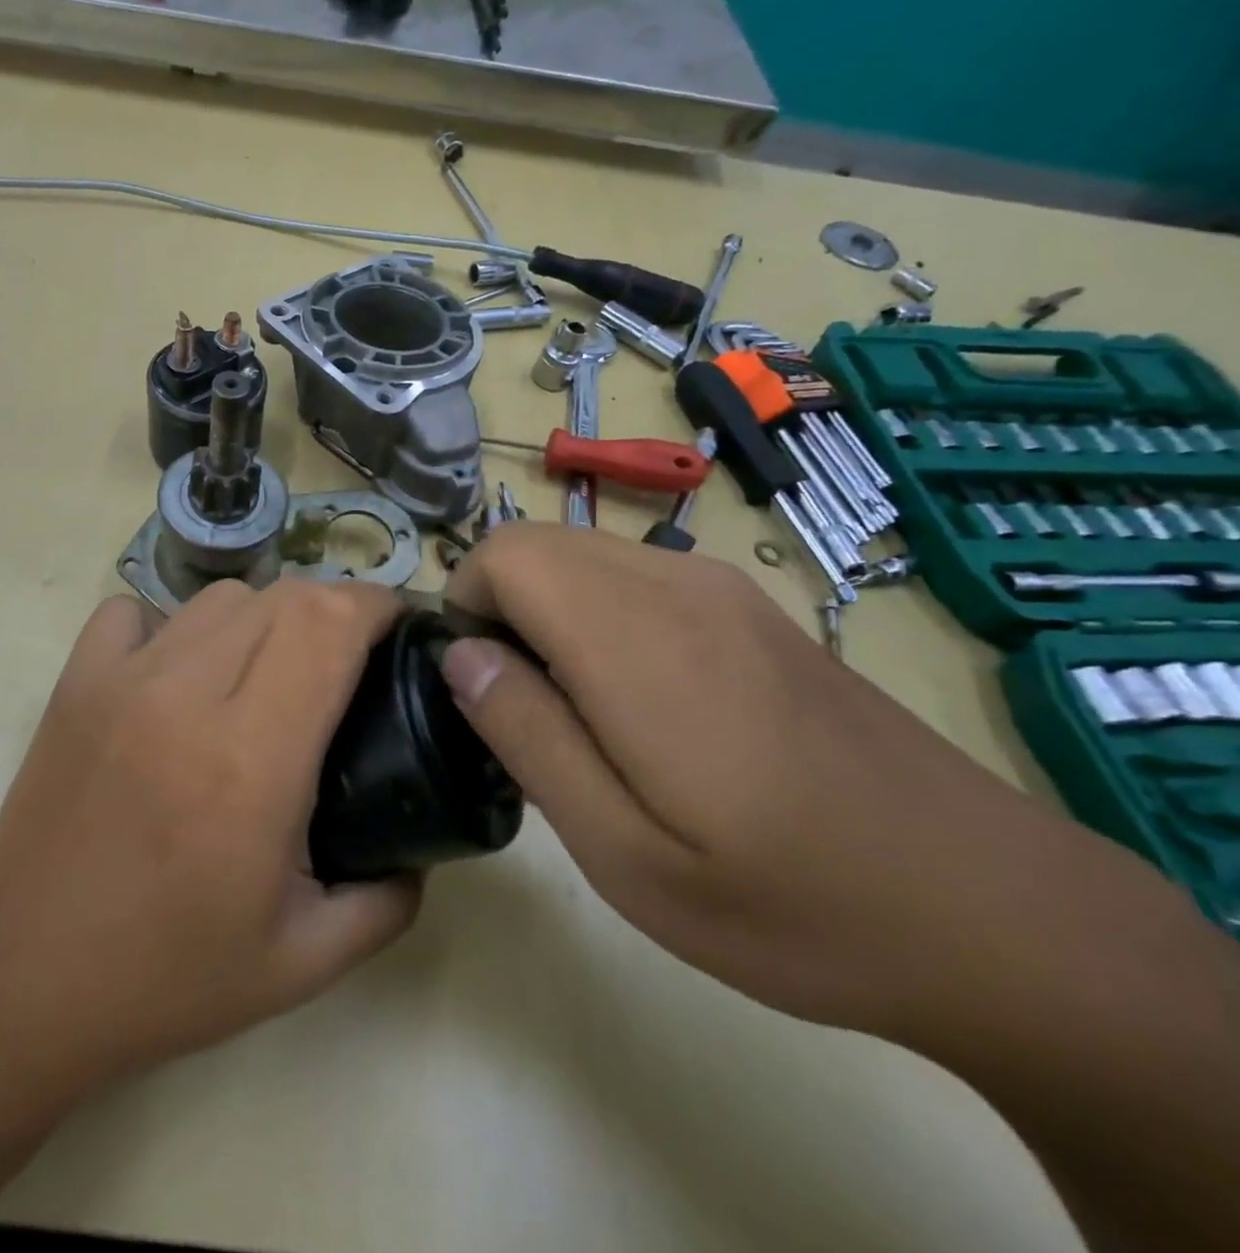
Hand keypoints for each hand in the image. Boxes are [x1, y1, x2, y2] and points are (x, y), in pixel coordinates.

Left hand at [0, 580, 420, 1091]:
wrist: (23, 980)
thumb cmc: (167, 976)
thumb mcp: (303, 961)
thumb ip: (386, 903)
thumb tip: (420, 851)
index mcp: (252, 761)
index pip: (329, 626)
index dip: (378, 606)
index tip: (401, 627)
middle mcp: (188, 699)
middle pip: (284, 598)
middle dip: (336, 609)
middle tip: (349, 659)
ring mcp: (122, 681)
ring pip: (219, 598)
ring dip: (264, 617)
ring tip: (270, 669)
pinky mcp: (75, 683)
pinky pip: (136, 612)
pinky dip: (174, 625)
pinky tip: (180, 673)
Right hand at [439, 522, 1201, 1040]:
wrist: (994, 910)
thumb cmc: (787, 900)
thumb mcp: (623, 852)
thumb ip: (527, 735)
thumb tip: (460, 655)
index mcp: (635, 636)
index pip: (504, 553)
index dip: (465, 606)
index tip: (481, 687)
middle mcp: (676, 584)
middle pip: (538, 544)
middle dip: (500, 608)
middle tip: (523, 710)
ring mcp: (722, 589)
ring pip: (584, 555)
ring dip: (548, 612)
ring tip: (579, 715)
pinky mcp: (752, 607)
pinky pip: (636, 577)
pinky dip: (599, 615)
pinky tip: (641, 704)